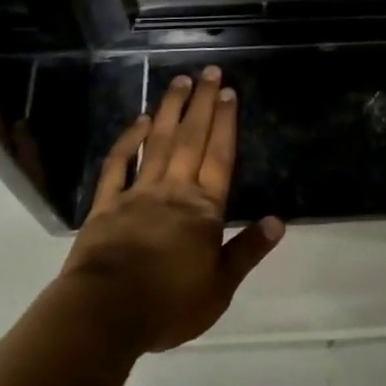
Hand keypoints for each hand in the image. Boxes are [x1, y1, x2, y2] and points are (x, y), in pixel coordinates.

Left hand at [59, 66, 284, 354]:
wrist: (105, 313)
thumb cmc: (168, 304)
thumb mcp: (219, 287)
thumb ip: (247, 251)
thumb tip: (279, 221)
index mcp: (203, 210)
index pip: (219, 157)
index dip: (225, 123)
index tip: (229, 92)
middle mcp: (173, 190)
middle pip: (191, 138)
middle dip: (202, 103)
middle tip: (209, 72)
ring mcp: (138, 193)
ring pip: (158, 142)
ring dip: (170, 109)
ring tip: (180, 81)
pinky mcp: (107, 204)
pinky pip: (119, 164)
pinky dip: (129, 140)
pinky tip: (138, 120)